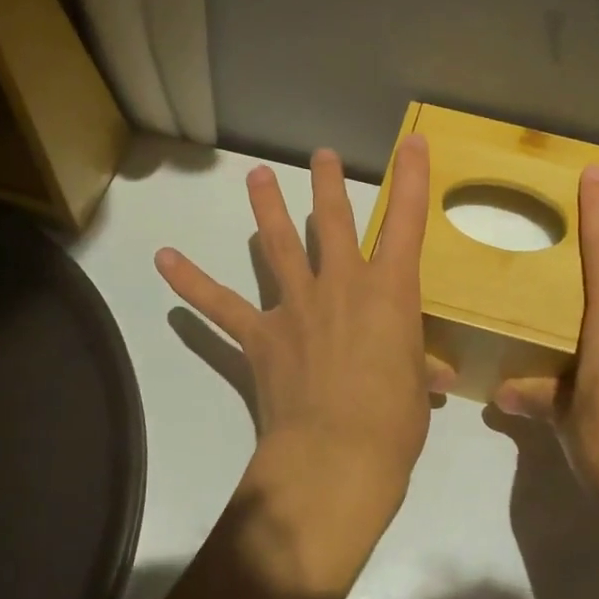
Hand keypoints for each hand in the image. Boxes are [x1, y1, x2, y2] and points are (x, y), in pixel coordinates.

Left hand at [156, 141, 447, 591]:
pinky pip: (219, 305)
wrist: (336, 456)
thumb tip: (434, 376)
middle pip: (334, 221)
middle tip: (321, 155)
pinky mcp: (259, 335)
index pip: (407, 223)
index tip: (413, 142)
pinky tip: (165, 259)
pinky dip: (191, 282)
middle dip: (328, 184)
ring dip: (267, 208)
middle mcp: (342, 285)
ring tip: (255, 176)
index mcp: (390, 292)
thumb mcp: (415, 389)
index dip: (413, 179)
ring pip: (278, 245)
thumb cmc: (393, 423)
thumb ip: (417, 368)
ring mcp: (296, 306)